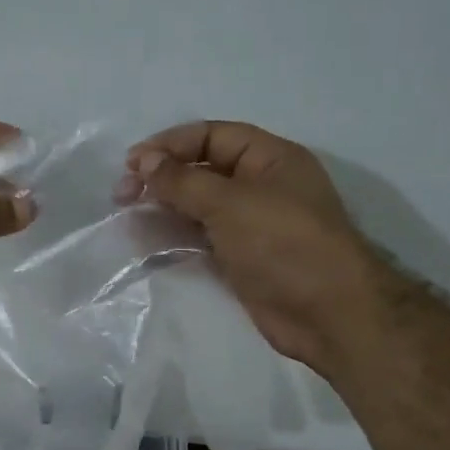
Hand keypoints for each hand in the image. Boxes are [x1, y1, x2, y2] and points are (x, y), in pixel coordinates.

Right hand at [118, 121, 373, 366]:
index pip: (212, 136)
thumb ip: (183, 180)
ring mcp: (250, 225)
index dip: (171, 144)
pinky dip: (175, 238)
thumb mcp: (230, 203)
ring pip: (197, 207)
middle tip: (122, 195)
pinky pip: (201, 239)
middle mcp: (259, 186)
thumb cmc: (283, 243)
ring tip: (128, 218)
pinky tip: (148, 243)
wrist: (327, 313)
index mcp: (269, 159)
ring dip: (163, 209)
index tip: (133, 163)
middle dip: (162, 178)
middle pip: (201, 170)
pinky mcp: (241, 259)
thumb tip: (144, 161)